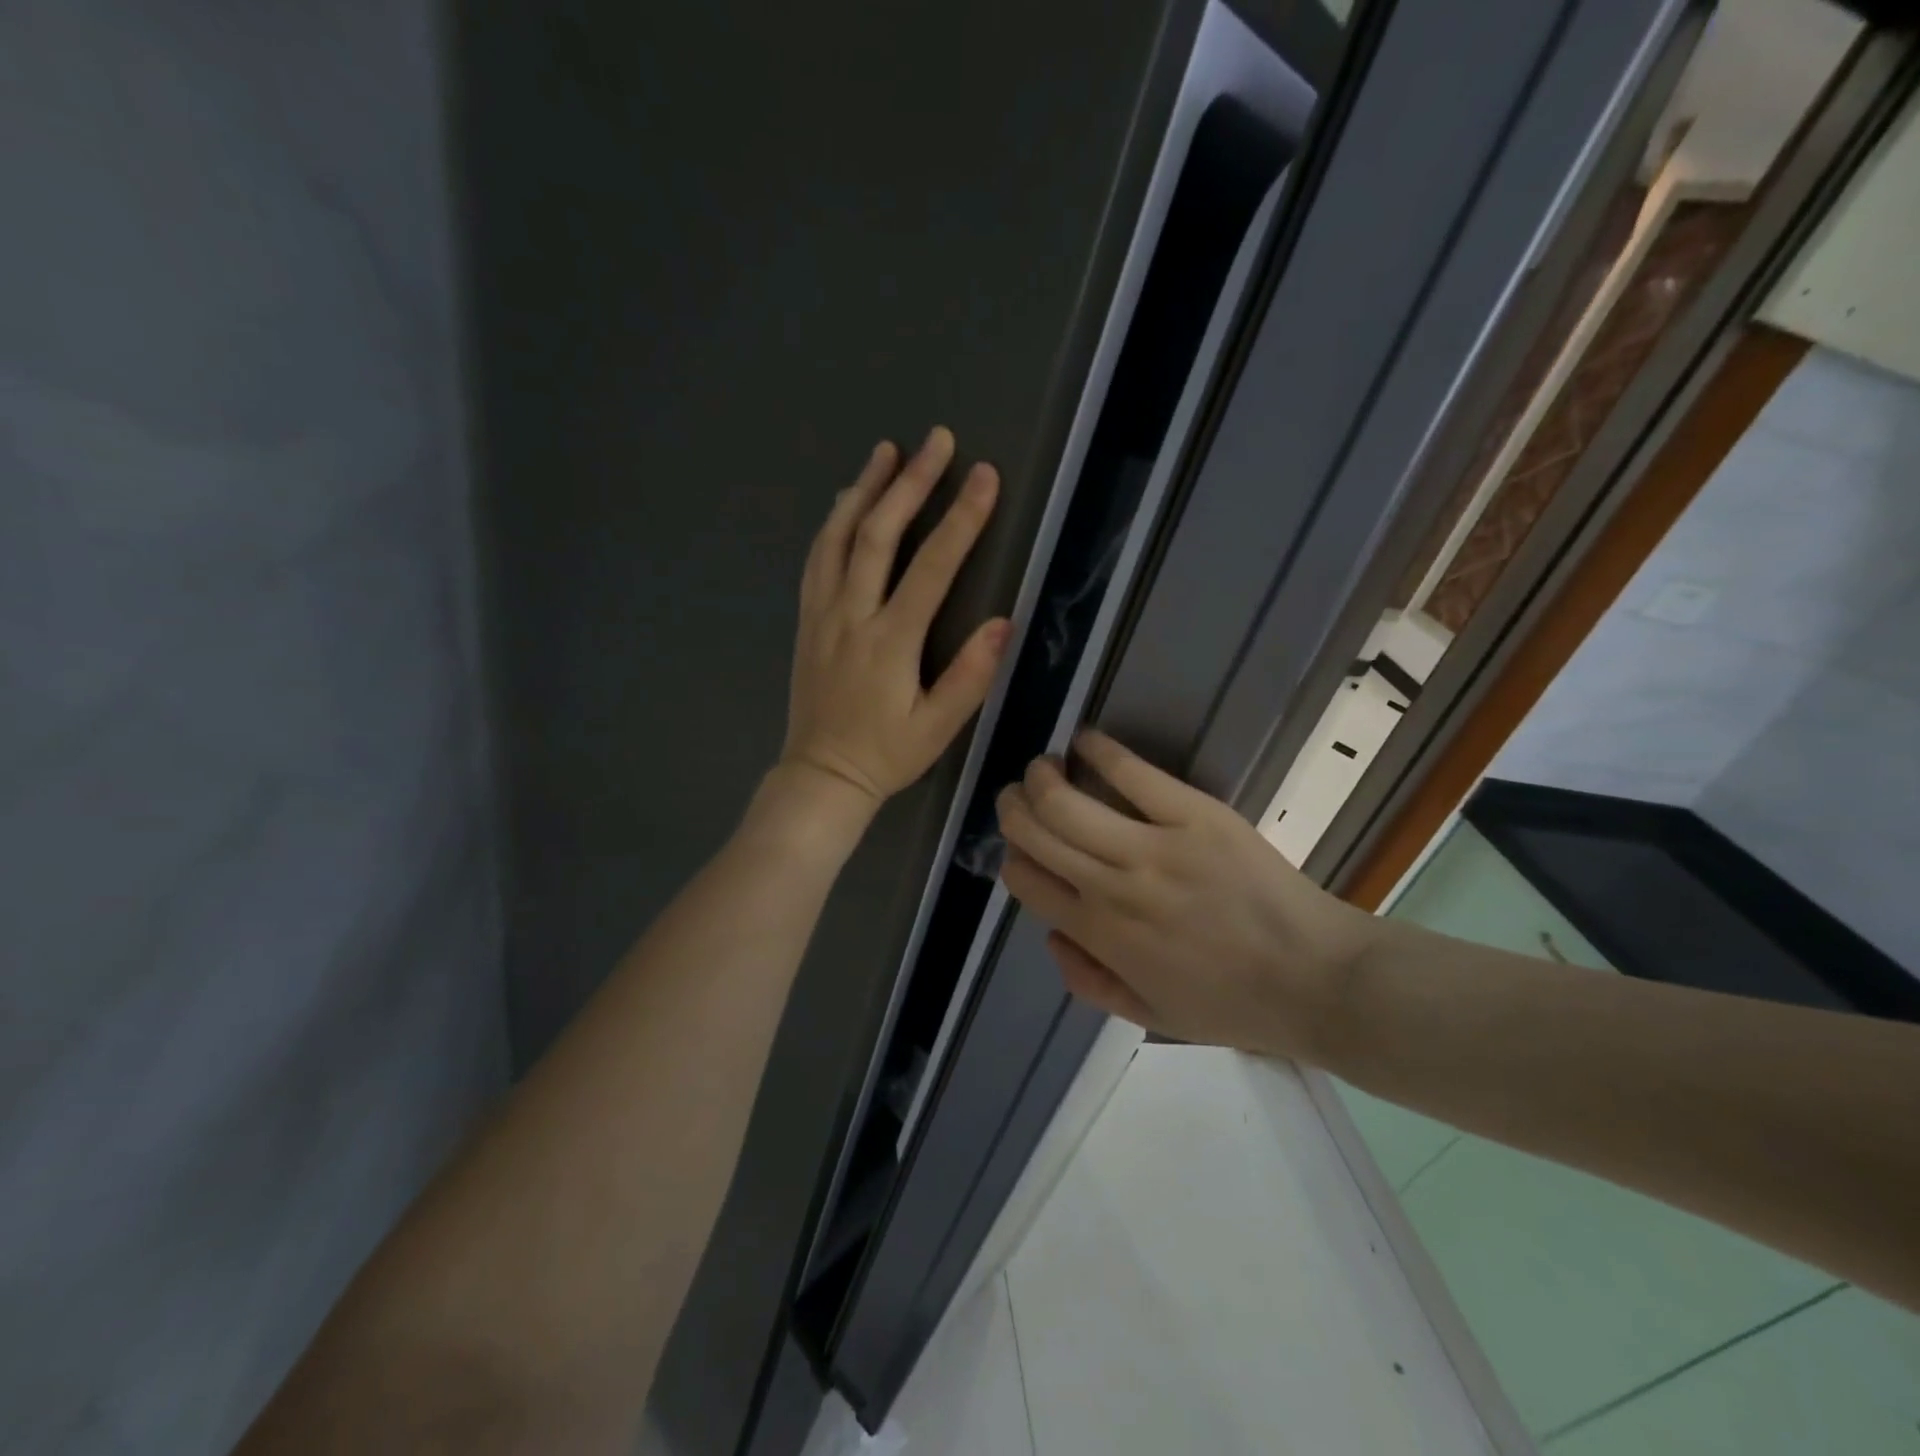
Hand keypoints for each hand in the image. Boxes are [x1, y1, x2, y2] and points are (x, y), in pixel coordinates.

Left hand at [779, 427, 1011, 816]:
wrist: (821, 775)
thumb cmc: (886, 755)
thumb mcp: (938, 728)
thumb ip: (970, 676)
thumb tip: (1002, 622)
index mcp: (889, 641)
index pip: (931, 567)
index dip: (961, 519)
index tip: (984, 475)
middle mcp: (851, 615)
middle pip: (877, 534)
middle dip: (910, 483)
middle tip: (936, 440)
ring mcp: (822, 613)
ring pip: (838, 537)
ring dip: (864, 489)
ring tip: (886, 450)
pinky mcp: (807, 620)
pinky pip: (817, 558)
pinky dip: (833, 521)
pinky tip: (845, 501)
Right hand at [995, 732, 1384, 1061]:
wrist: (1315, 980)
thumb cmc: (1233, 1003)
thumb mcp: (1149, 1015)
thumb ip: (1087, 981)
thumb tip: (1050, 934)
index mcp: (1099, 934)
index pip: (1025, 879)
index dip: (1013, 856)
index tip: (1022, 845)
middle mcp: (1111, 887)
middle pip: (1034, 829)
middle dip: (1014, 805)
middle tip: (1020, 794)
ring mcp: (1152, 847)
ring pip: (1065, 800)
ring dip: (1042, 775)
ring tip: (1046, 766)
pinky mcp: (1194, 814)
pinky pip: (1132, 772)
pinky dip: (1099, 750)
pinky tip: (1085, 740)